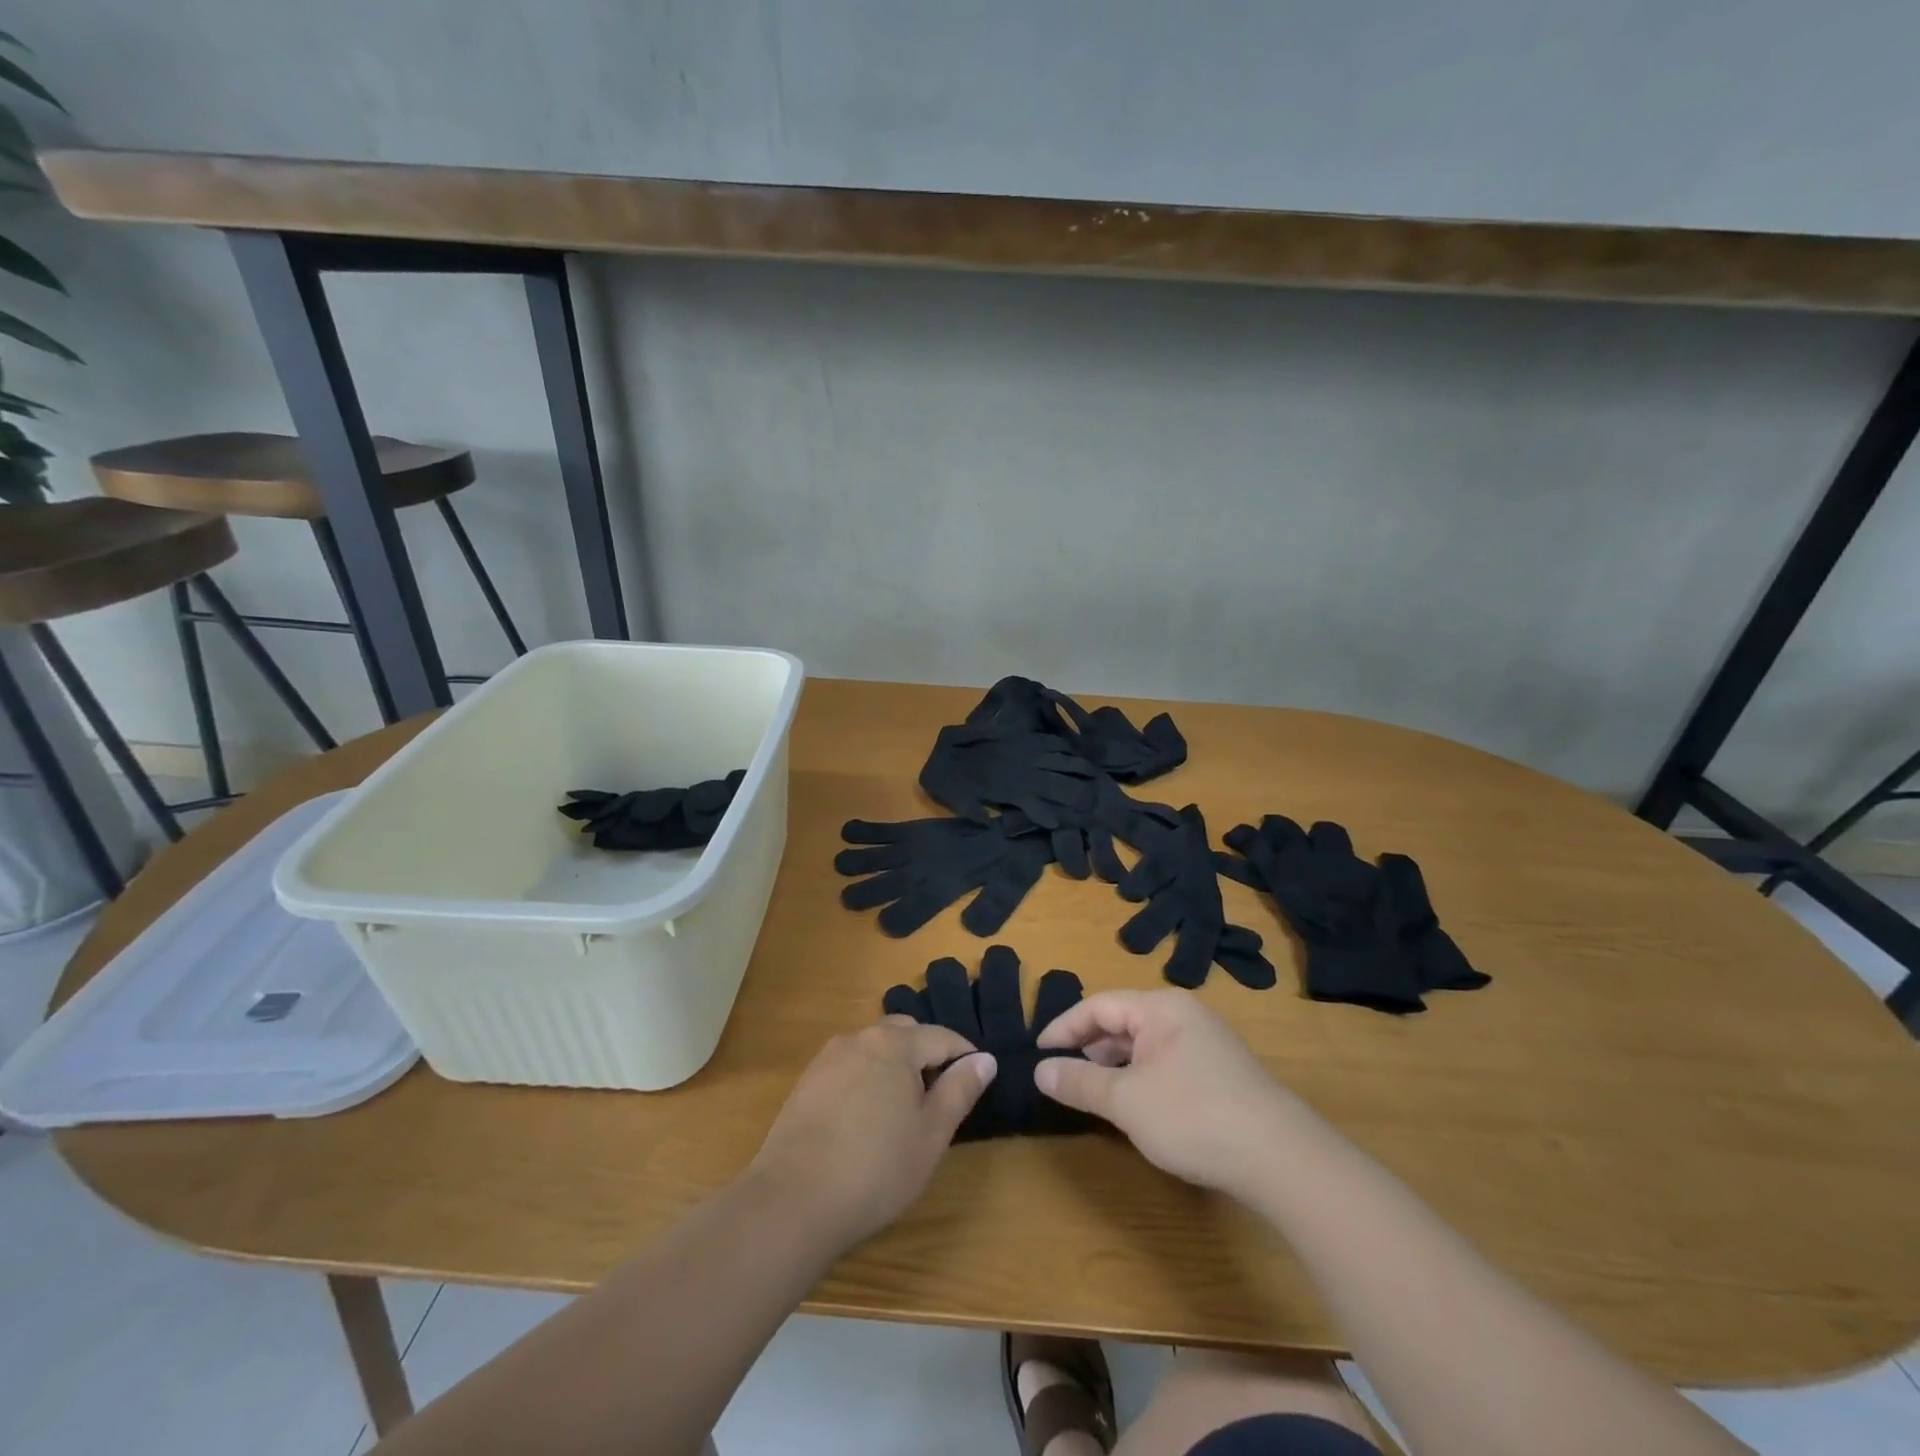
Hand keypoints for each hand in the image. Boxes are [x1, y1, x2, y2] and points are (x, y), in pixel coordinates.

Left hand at [749, 1018, 995, 1250]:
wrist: (793, 1201)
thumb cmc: (876, 1168)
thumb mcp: (931, 1134)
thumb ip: (960, 1089)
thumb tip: (985, 1058)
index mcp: (894, 1043)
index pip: (942, 1037)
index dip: (965, 1057)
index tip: (976, 1085)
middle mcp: (860, 1037)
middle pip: (905, 1033)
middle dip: (927, 1055)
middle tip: (938, 1099)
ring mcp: (828, 1058)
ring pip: (874, 1047)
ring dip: (895, 1066)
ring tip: (903, 1111)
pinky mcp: (807, 1081)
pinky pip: (849, 1066)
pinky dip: (867, 1078)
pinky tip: (866, 1119)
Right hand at [1034, 989, 1302, 1199]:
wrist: (1281, 1158)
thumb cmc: (1193, 1116)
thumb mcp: (1126, 1100)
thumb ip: (1080, 1082)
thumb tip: (1040, 1069)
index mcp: (1160, 1007)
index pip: (1099, 1005)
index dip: (1064, 1027)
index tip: (1038, 1051)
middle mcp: (1184, 1015)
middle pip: (1123, 1020)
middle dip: (1090, 1046)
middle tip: (1062, 1074)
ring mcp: (1206, 1043)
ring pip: (1145, 1044)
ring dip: (1115, 1064)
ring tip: (1094, 1092)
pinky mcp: (1221, 1072)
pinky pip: (1166, 1062)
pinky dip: (1141, 1077)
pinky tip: (1137, 1106)